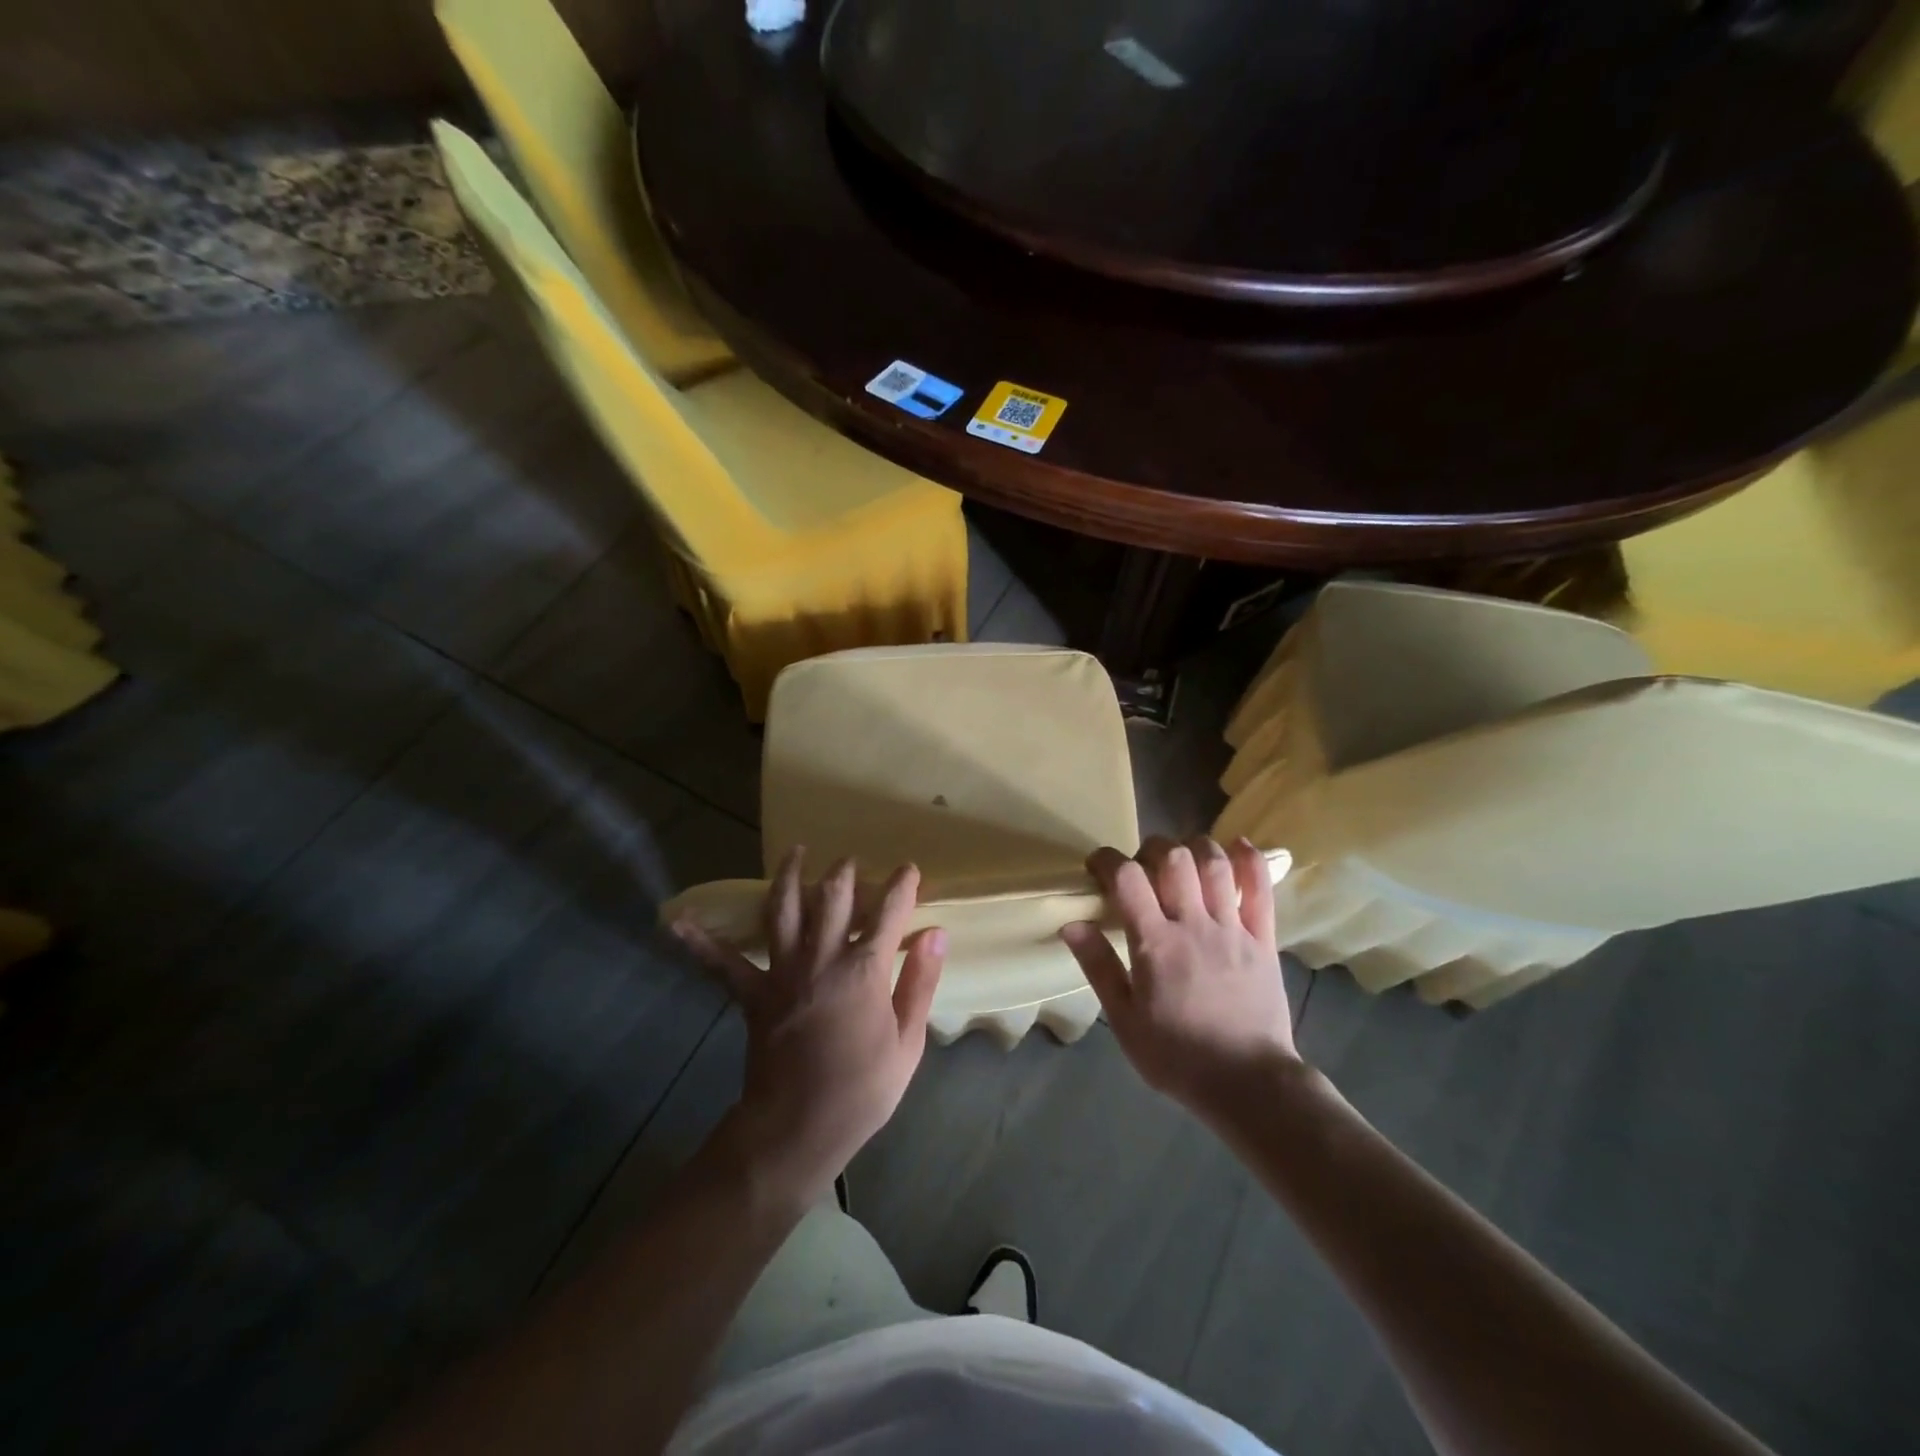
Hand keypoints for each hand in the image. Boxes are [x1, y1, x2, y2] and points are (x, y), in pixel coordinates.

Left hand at [672, 849, 945, 1201]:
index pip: (888, 913)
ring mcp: (783, 973)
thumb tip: (936, 933)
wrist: (797, 1129)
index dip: (901, 886)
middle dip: (843, 872)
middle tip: (848, 860)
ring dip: (788, 877)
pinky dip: (701, 943)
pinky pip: (723, 964)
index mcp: (864, 970)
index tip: (908, 869)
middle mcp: (822, 959)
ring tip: (794, 852)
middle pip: (832, 898)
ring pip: (784, 911)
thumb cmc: (862, 1089)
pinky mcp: (753, 995)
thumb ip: (920, 982)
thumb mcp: (908, 1042)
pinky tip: (677, 922)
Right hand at [1061, 835, 1297, 1119]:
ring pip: (1214, 865)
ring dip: (1195, 847)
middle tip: (1142, 867)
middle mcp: (1193, 924)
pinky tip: (1237, 845)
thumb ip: (1099, 967)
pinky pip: (1261, 889)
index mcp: (1155, 943)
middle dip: (1151, 848)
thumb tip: (1071, 923)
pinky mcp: (1264, 939)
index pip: (1127, 879)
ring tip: (1182, 857)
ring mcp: (1232, 928)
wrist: (1248, 1084)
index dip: (1108, 861)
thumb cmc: (1177, 1056)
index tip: (1098, 865)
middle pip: (1173, 859)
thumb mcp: (1124, 1020)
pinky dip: (1250, 860)